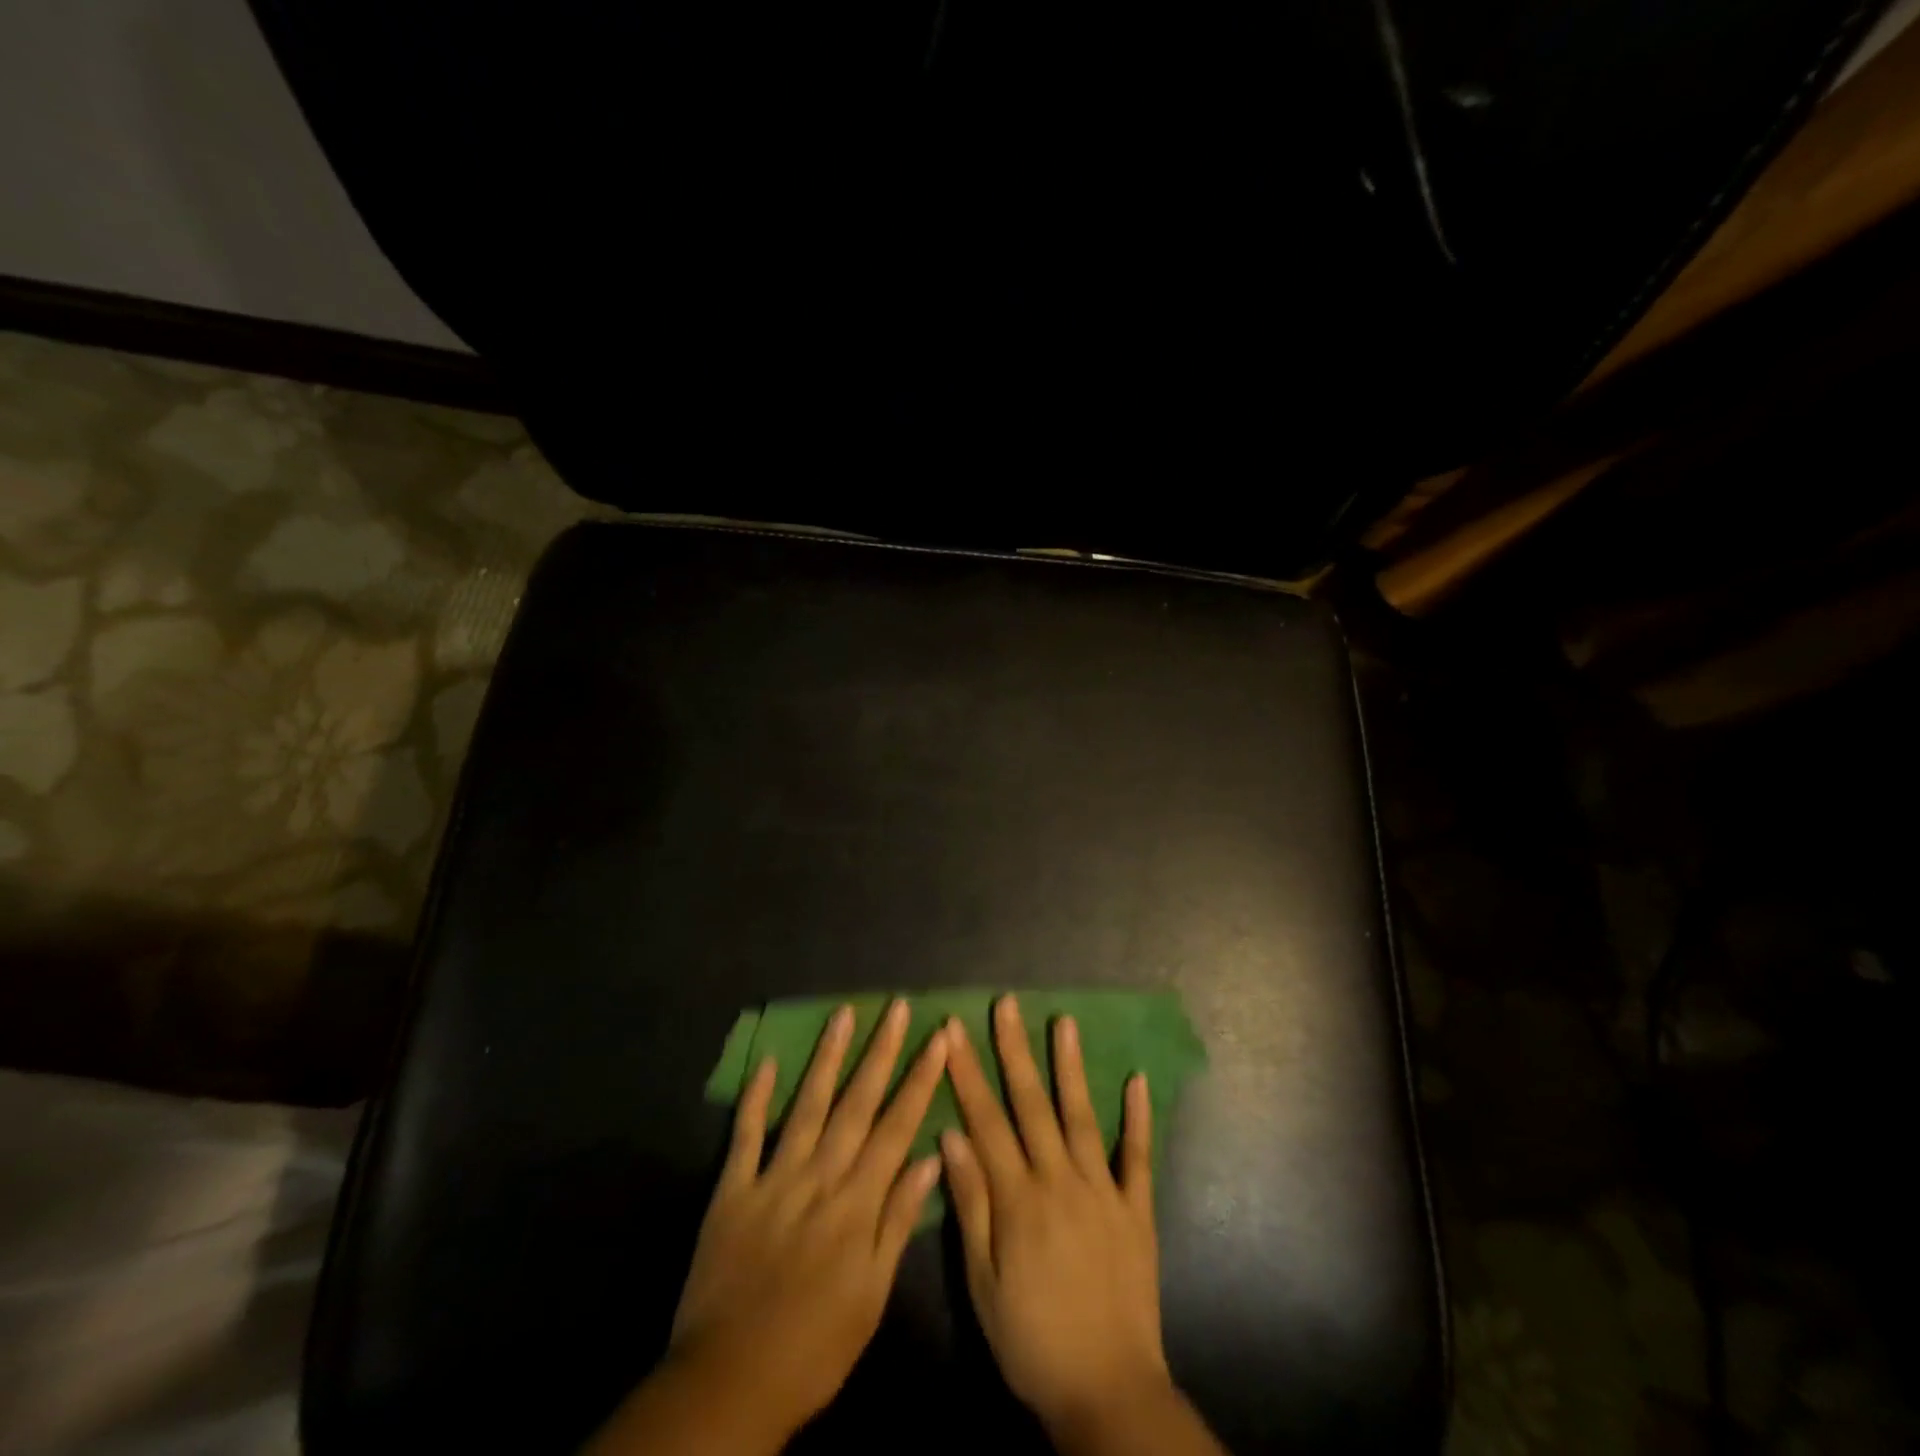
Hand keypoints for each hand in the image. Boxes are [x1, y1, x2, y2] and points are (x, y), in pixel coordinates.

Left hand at [588, 1000, 946, 1453]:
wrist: (729, 1383)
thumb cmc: (815, 1346)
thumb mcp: (872, 1296)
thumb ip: (898, 1222)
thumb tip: (929, 1159)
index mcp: (856, 1202)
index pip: (897, 1127)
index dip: (920, 1079)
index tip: (938, 1038)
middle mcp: (819, 1177)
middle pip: (856, 1104)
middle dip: (880, 1052)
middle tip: (897, 1007)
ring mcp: (773, 1178)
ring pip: (807, 1106)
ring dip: (827, 1057)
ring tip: (843, 1014)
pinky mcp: (732, 1190)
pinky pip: (745, 1135)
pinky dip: (756, 1097)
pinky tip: (767, 1061)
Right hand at [941, 995, 1173, 1442]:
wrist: (1107, 1392)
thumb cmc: (1032, 1340)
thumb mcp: (983, 1282)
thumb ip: (971, 1204)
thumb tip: (950, 1136)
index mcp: (1018, 1198)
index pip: (985, 1121)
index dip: (967, 1073)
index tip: (953, 1030)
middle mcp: (1060, 1180)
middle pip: (1031, 1105)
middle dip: (1014, 1050)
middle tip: (1006, 1004)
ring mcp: (1103, 1190)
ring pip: (1082, 1116)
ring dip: (1072, 1067)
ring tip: (1065, 1022)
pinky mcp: (1136, 1209)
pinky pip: (1138, 1156)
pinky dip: (1138, 1118)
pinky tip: (1137, 1079)